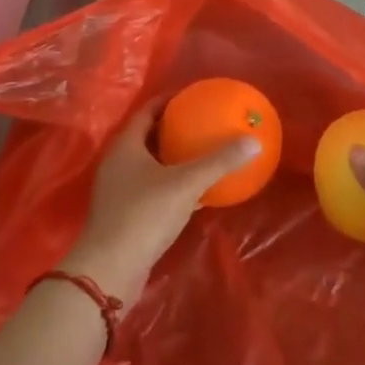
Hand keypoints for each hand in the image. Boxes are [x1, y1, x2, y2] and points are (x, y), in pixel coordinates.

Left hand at [61, 99, 261, 301]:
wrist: (111, 268)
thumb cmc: (144, 214)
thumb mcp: (186, 183)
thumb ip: (219, 161)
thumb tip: (254, 141)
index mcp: (126, 146)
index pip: (147, 111)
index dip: (170, 100)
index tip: (194, 96)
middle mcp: (118, 163)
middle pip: (148, 136)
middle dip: (174, 128)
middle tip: (203, 122)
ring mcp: (119, 190)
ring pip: (150, 164)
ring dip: (174, 158)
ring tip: (204, 153)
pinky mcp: (125, 214)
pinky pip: (153, 189)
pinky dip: (174, 185)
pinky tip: (198, 192)